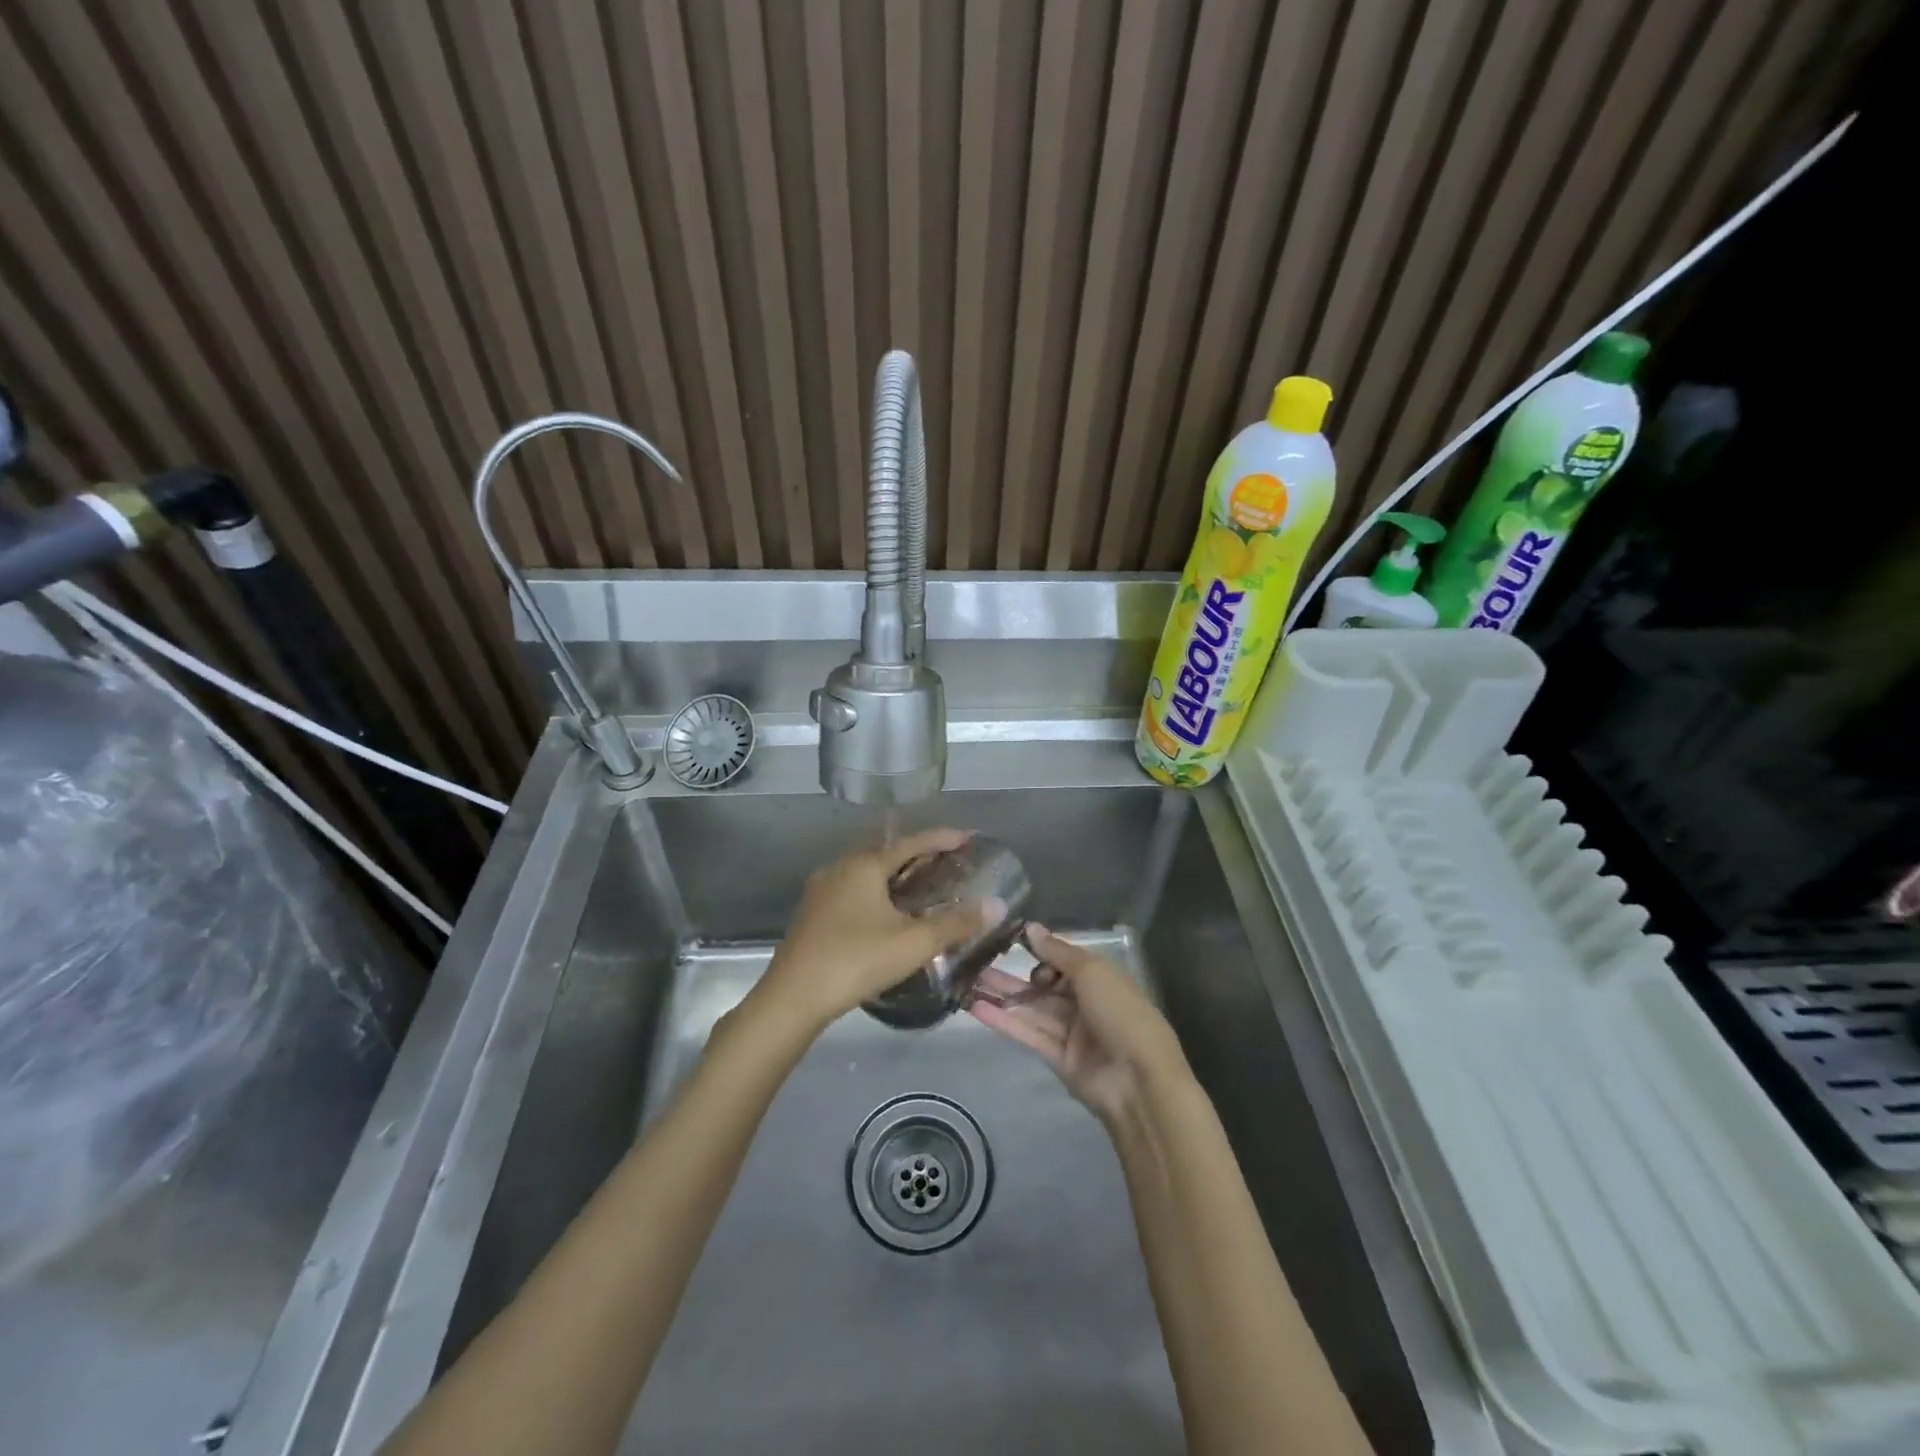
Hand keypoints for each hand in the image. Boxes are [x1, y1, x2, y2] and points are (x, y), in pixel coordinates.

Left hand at [757, 829, 1006, 1030]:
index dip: (941, 838)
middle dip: (917, 854)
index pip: (910, 842)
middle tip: (947, 862)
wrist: (792, 998)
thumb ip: (956, 924)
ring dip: (894, 873)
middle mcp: (840, 868)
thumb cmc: (855, 961)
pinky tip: (887, 912)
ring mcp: (822, 889)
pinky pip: (852, 888)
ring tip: (921, 885)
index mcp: (864, 865)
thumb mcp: (913, 944)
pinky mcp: (812, 912)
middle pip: (885, 852)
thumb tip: (997, 905)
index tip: (967, 838)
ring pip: (866, 871)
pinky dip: (876, 890)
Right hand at [968, 924, 1190, 1125]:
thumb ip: (1058, 952)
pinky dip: (1004, 1022)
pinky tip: (977, 1007)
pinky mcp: (1057, 1059)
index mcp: (1100, 979)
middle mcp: (1084, 1003)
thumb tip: (1030, 928)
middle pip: (1043, 987)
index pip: (1063, 961)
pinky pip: (1028, 1034)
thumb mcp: (1092, 972)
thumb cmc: (1121, 1013)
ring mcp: (1070, 1033)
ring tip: (966, 983)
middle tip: (976, 963)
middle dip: (1012, 976)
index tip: (1009, 943)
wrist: (1139, 1080)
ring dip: (1001, 997)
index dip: (1040, 953)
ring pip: (1031, 1010)